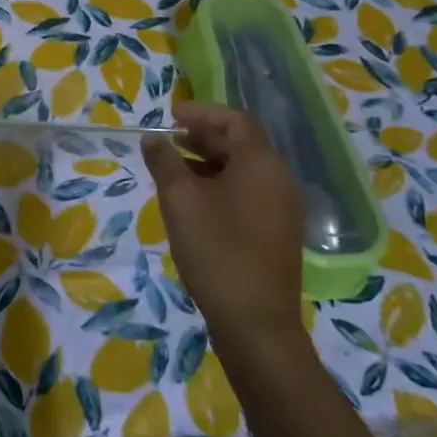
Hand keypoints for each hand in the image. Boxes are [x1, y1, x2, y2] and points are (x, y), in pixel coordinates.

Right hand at [141, 101, 307, 343]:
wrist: (256, 323)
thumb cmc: (216, 250)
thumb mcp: (180, 200)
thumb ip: (164, 161)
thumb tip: (153, 138)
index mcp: (261, 163)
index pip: (235, 120)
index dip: (203, 112)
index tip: (171, 116)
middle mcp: (280, 179)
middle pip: (242, 144)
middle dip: (204, 136)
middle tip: (170, 139)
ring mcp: (283, 209)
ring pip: (245, 170)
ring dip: (210, 162)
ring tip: (175, 169)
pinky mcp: (278, 234)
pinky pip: (250, 193)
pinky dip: (222, 185)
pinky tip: (195, 202)